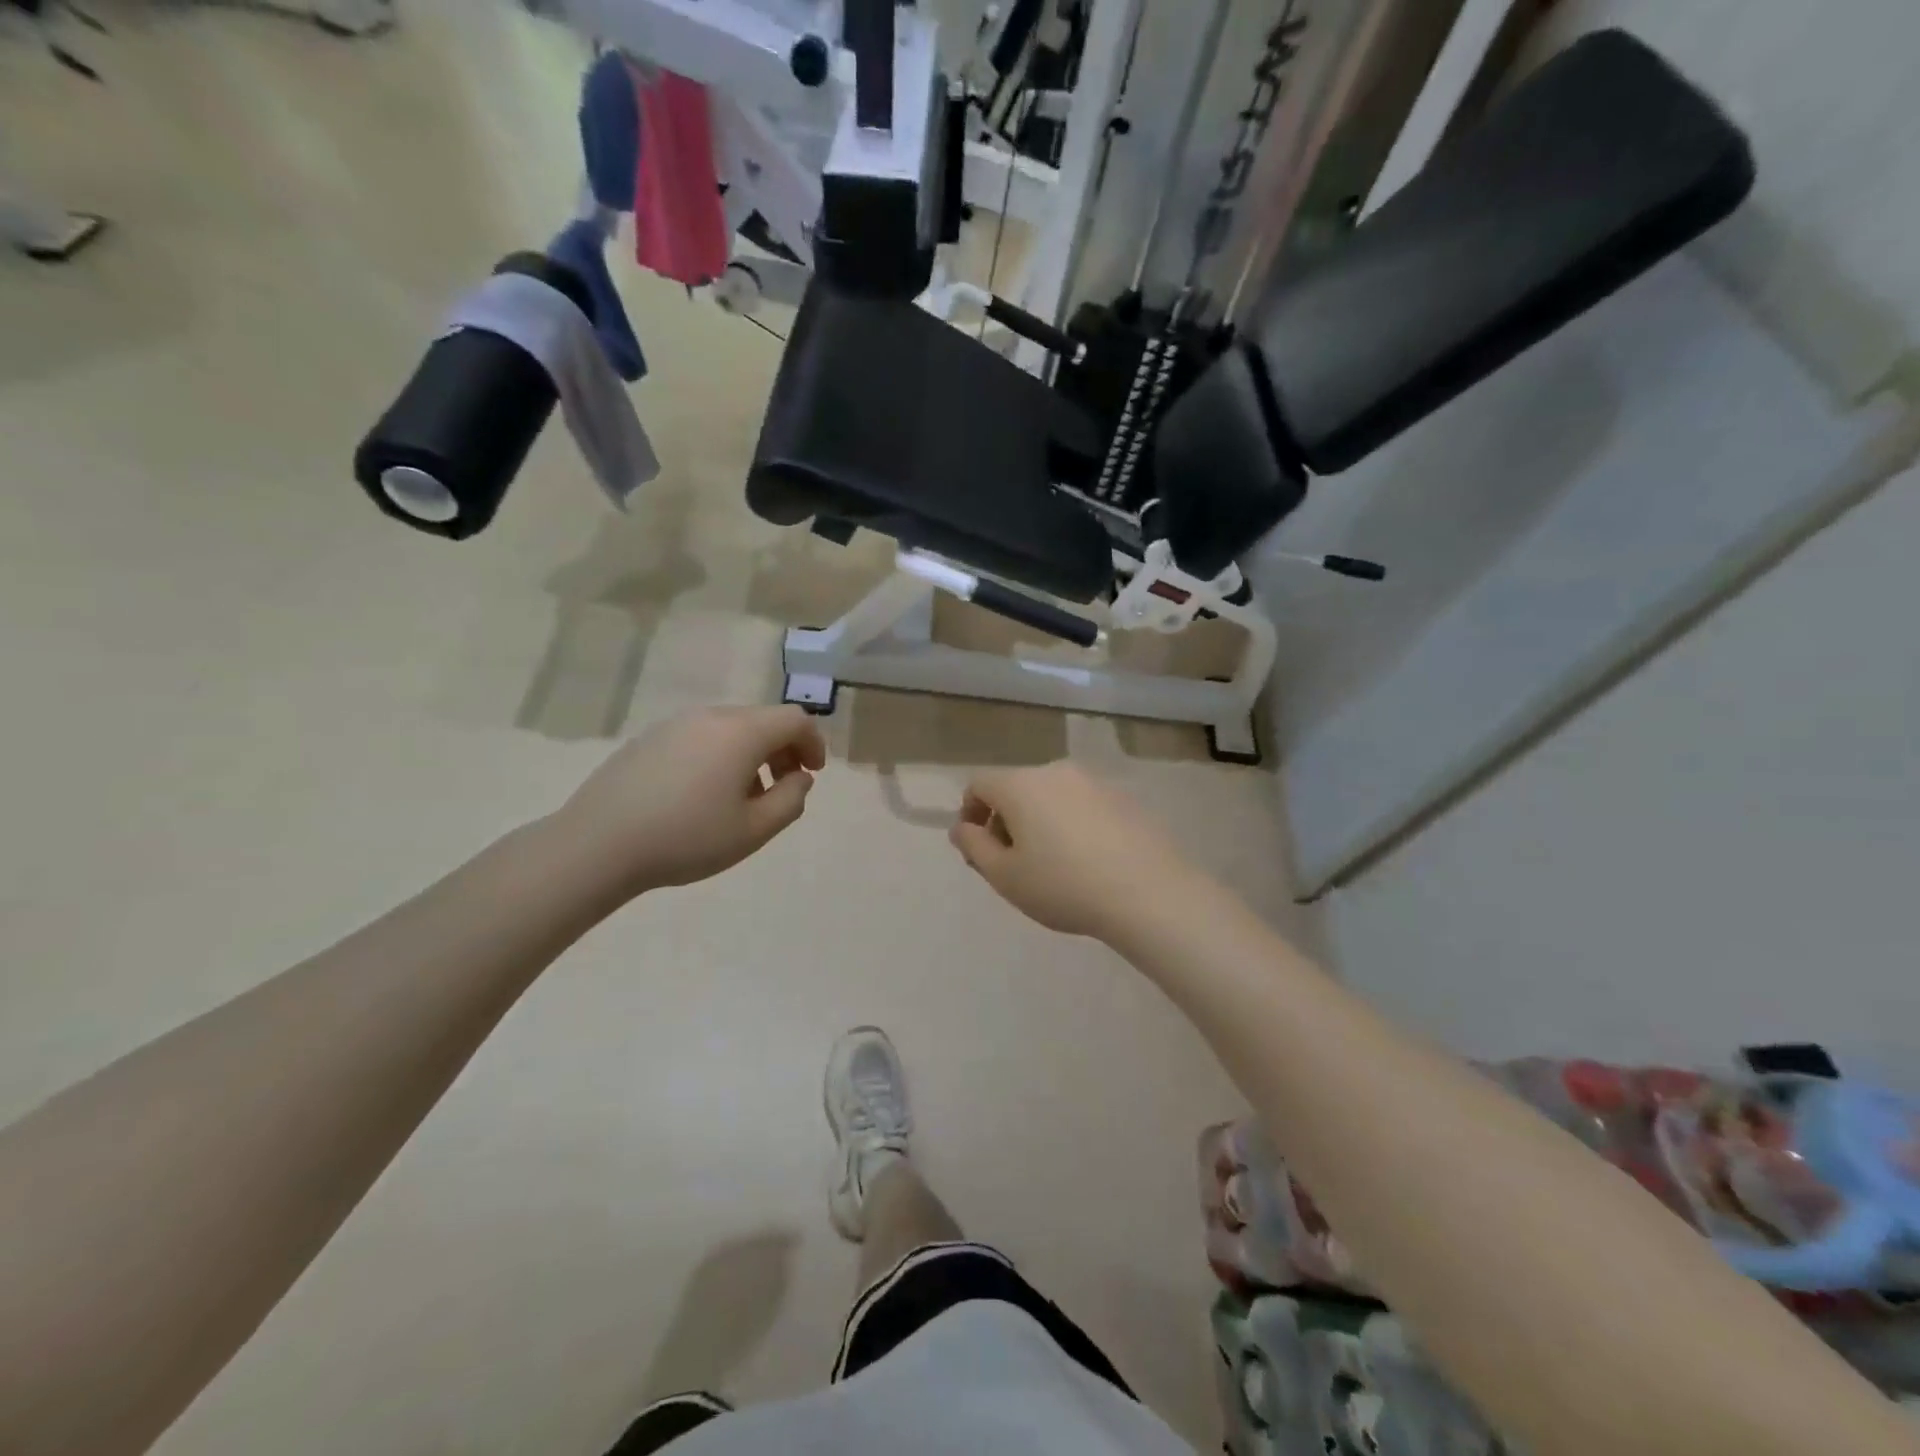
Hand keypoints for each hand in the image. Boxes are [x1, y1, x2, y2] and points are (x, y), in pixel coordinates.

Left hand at [555, 705, 826, 896]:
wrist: (598, 844)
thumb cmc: (687, 838)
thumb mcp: (754, 830)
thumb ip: (790, 800)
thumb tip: (800, 778)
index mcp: (742, 732)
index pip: (794, 719)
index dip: (813, 743)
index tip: (812, 774)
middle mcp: (711, 717)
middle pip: (763, 720)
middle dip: (783, 749)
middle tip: (782, 788)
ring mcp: (676, 724)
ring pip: (731, 728)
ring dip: (751, 754)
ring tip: (743, 797)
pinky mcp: (650, 739)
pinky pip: (701, 737)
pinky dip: (720, 755)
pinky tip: (704, 795)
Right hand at [948, 763, 1204, 939]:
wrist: (1149, 893)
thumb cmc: (1063, 885)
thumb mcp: (1005, 876)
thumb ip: (974, 846)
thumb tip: (962, 827)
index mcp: (1021, 784)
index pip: (979, 784)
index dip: (969, 813)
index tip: (978, 850)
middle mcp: (1056, 771)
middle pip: (1016, 788)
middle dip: (1005, 821)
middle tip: (1012, 864)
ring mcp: (1094, 782)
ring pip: (1051, 797)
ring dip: (1040, 822)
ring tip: (1052, 866)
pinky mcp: (1124, 798)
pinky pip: (1082, 806)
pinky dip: (1072, 825)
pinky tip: (1087, 862)